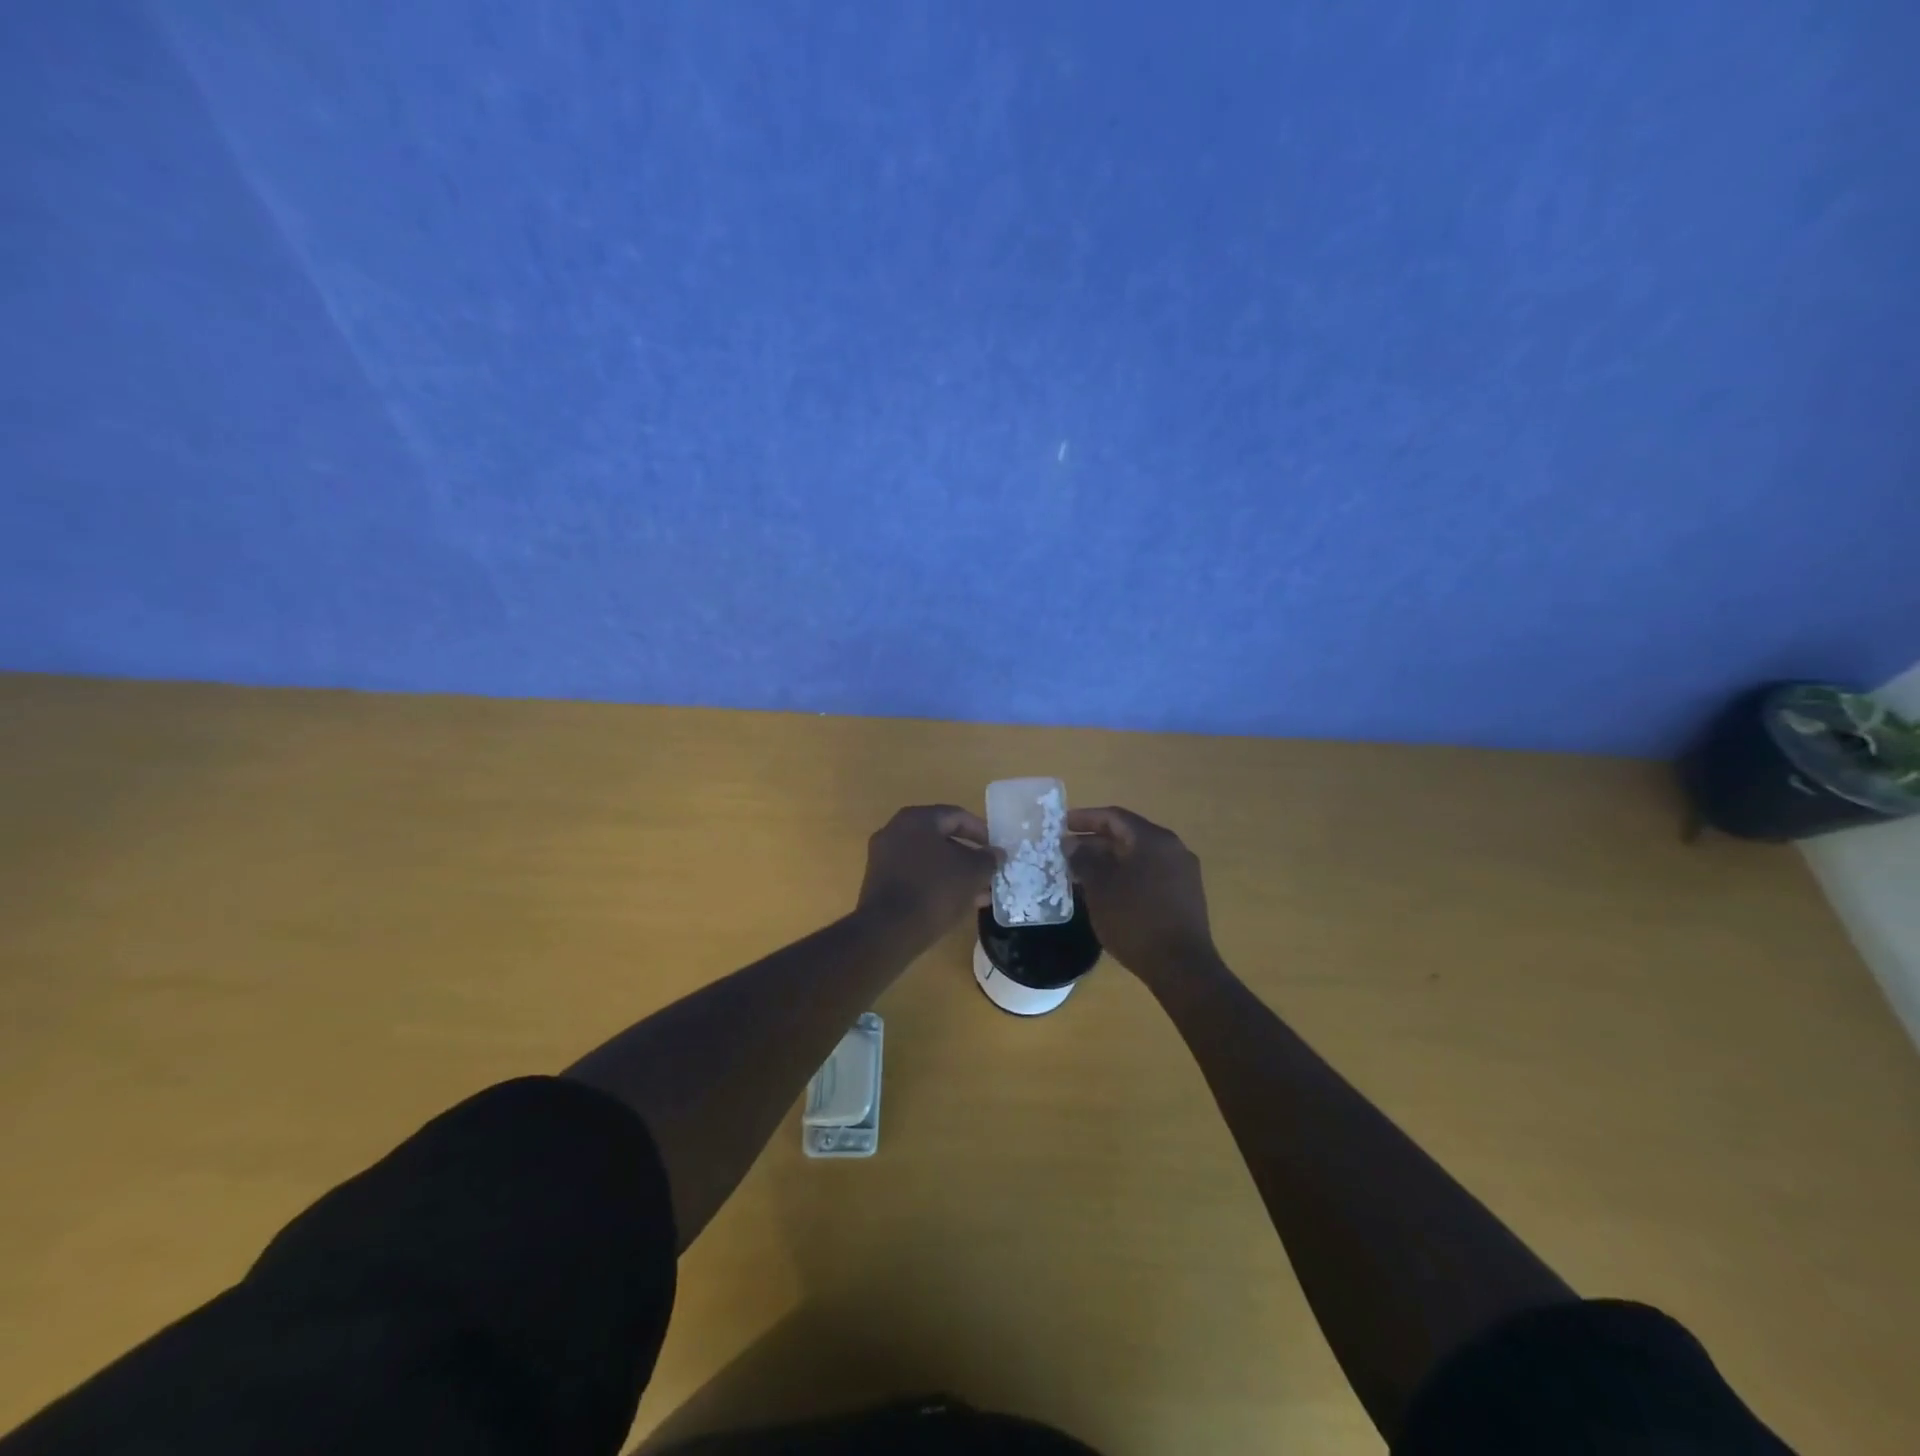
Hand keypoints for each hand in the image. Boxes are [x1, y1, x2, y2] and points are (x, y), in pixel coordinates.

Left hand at [856, 805, 997, 942]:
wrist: (889, 930)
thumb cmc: (935, 889)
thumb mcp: (972, 872)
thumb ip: (988, 858)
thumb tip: (996, 853)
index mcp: (917, 819)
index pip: (956, 816)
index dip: (981, 831)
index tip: (996, 849)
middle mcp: (896, 831)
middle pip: (941, 838)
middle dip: (968, 856)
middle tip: (988, 872)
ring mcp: (883, 857)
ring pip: (928, 860)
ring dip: (954, 873)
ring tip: (979, 893)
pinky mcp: (879, 883)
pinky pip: (915, 876)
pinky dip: (936, 884)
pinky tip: (956, 904)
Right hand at [1067, 807, 1218, 980]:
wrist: (1181, 967)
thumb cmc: (1134, 919)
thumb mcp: (1100, 887)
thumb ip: (1083, 859)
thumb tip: (1071, 843)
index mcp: (1153, 839)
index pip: (1114, 817)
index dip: (1085, 818)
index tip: (1061, 825)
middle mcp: (1172, 848)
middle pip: (1128, 835)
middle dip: (1095, 841)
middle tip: (1067, 852)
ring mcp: (1182, 872)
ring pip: (1138, 856)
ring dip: (1110, 860)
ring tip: (1082, 873)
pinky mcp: (1185, 895)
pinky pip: (1150, 873)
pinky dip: (1126, 875)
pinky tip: (1107, 892)